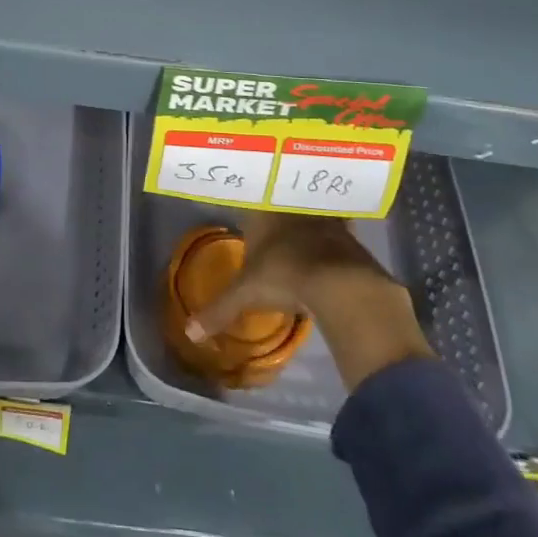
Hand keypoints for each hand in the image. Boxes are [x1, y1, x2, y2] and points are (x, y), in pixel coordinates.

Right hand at [186, 212, 434, 392]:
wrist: (339, 282)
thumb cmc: (283, 278)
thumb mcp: (245, 296)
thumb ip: (218, 310)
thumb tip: (190, 332)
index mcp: (261, 215)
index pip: (250, 204)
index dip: (248, 210)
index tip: (247, 216)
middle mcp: (289, 208)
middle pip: (279, 204)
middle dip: (277, 212)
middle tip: (274, 223)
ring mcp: (320, 217)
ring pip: (307, 211)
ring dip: (306, 219)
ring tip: (302, 232)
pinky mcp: (347, 231)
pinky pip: (336, 226)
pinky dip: (334, 234)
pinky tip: (333, 245)